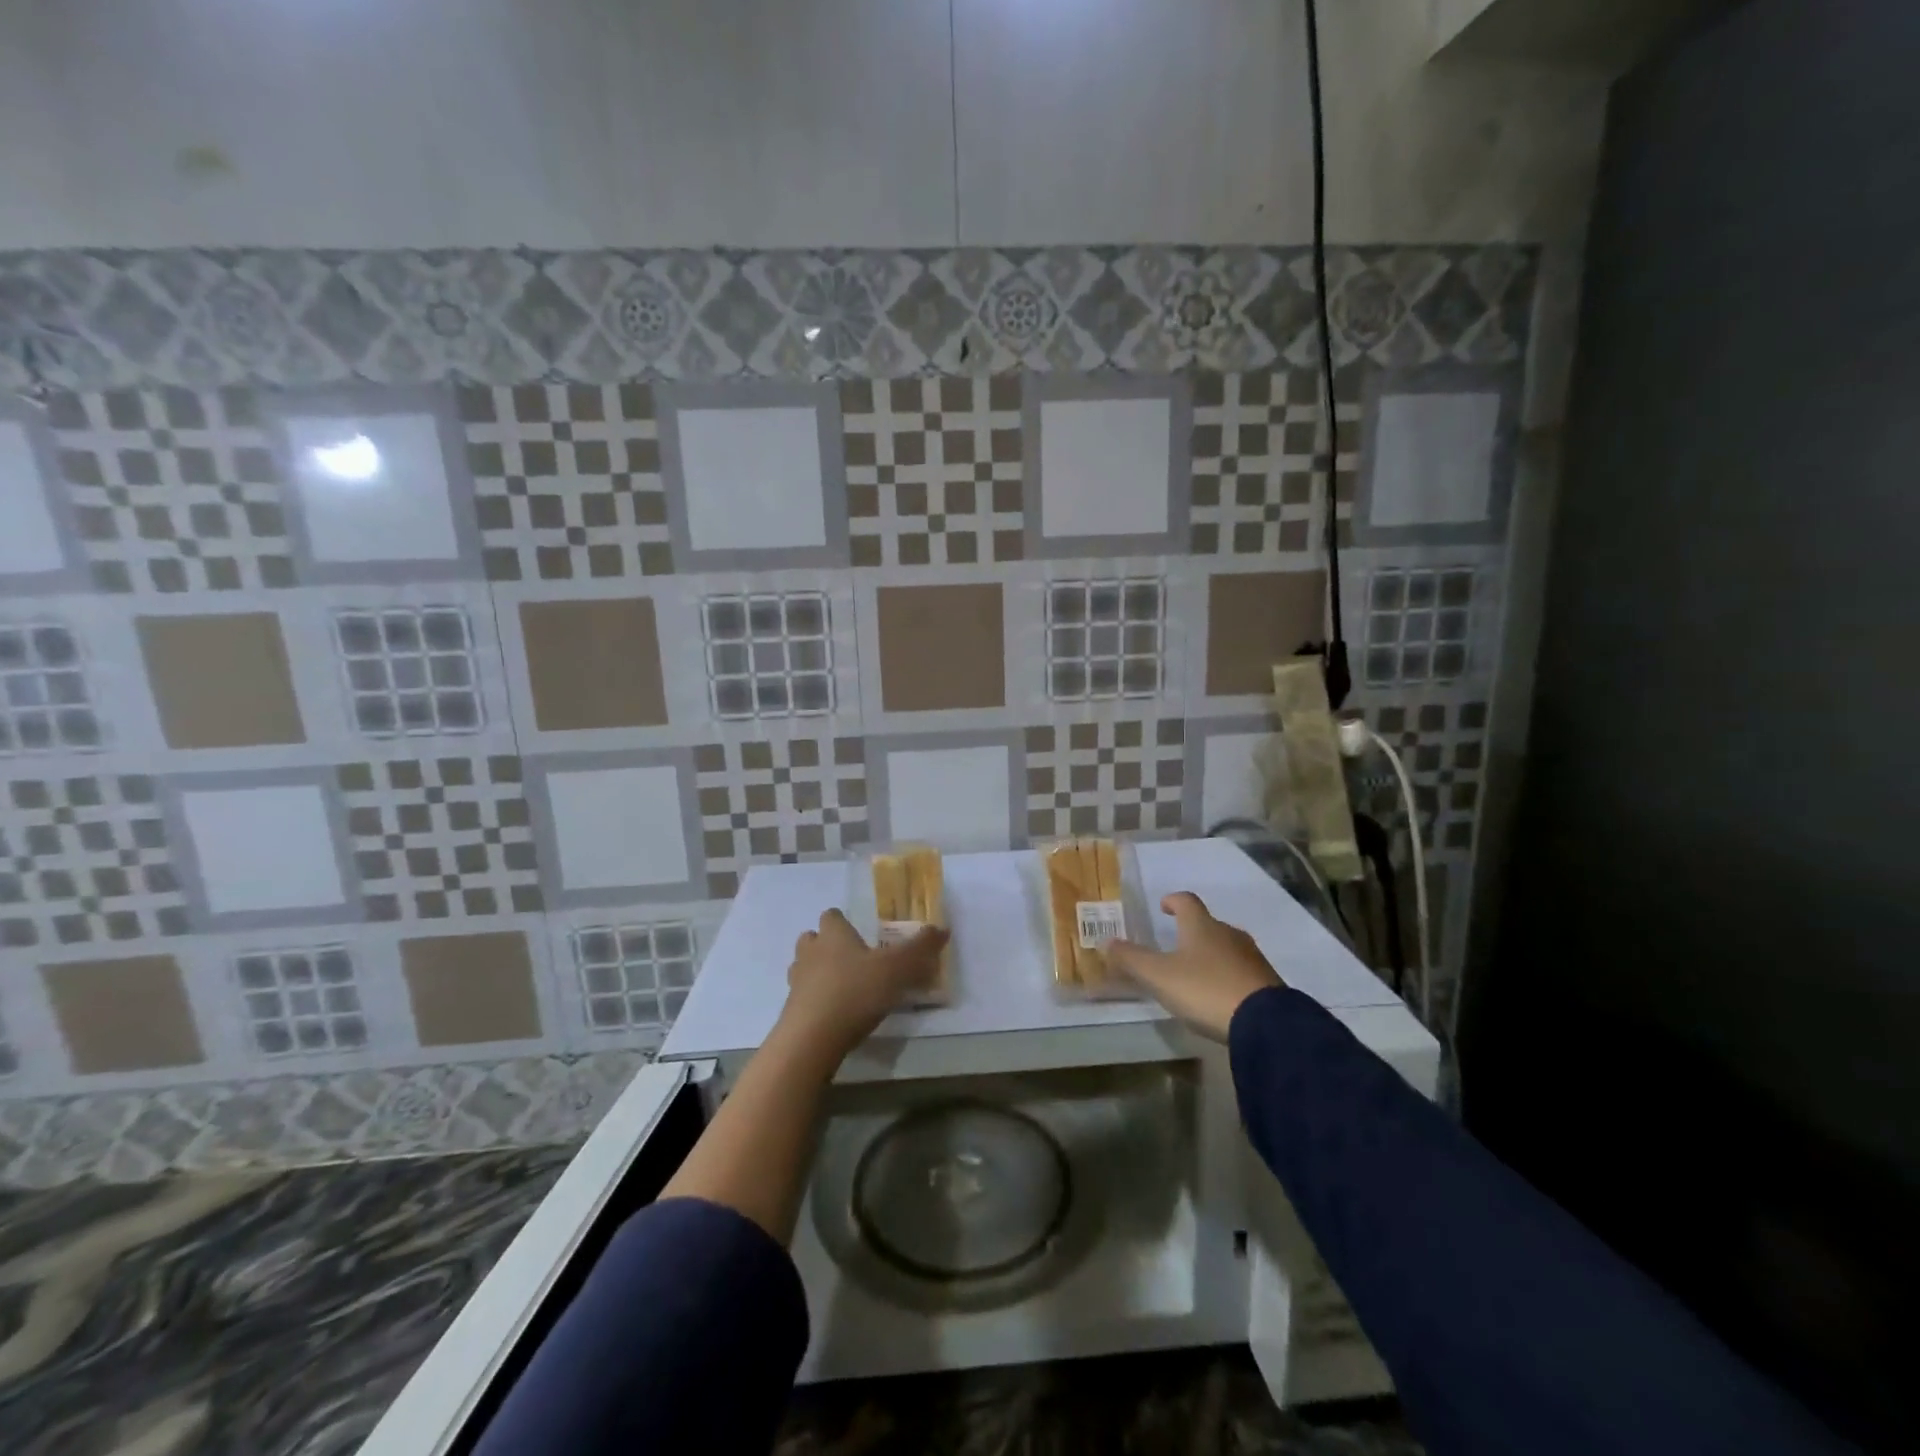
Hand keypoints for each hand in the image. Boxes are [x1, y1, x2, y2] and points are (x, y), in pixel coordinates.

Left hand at [778, 909, 947, 1060]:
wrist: (812, 1039)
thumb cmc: (855, 992)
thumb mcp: (897, 969)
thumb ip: (920, 949)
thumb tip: (942, 929)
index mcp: (833, 935)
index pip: (832, 916)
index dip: (843, 921)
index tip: (859, 932)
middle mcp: (810, 952)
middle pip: (812, 939)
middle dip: (827, 945)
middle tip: (852, 959)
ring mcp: (796, 982)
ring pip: (804, 967)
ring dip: (819, 972)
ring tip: (844, 986)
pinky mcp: (791, 1011)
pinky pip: (803, 997)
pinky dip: (816, 1001)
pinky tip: (835, 1014)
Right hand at [1107, 892, 1284, 1041]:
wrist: (1265, 1023)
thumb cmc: (1205, 989)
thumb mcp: (1159, 976)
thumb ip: (1131, 959)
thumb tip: (1105, 942)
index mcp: (1201, 926)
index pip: (1186, 901)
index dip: (1173, 901)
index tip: (1163, 906)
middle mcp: (1229, 934)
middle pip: (1208, 924)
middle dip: (1192, 931)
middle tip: (1175, 944)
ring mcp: (1252, 958)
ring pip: (1226, 948)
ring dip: (1211, 955)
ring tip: (1196, 973)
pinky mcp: (1268, 983)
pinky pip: (1242, 971)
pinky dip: (1228, 976)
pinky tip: (1220, 995)